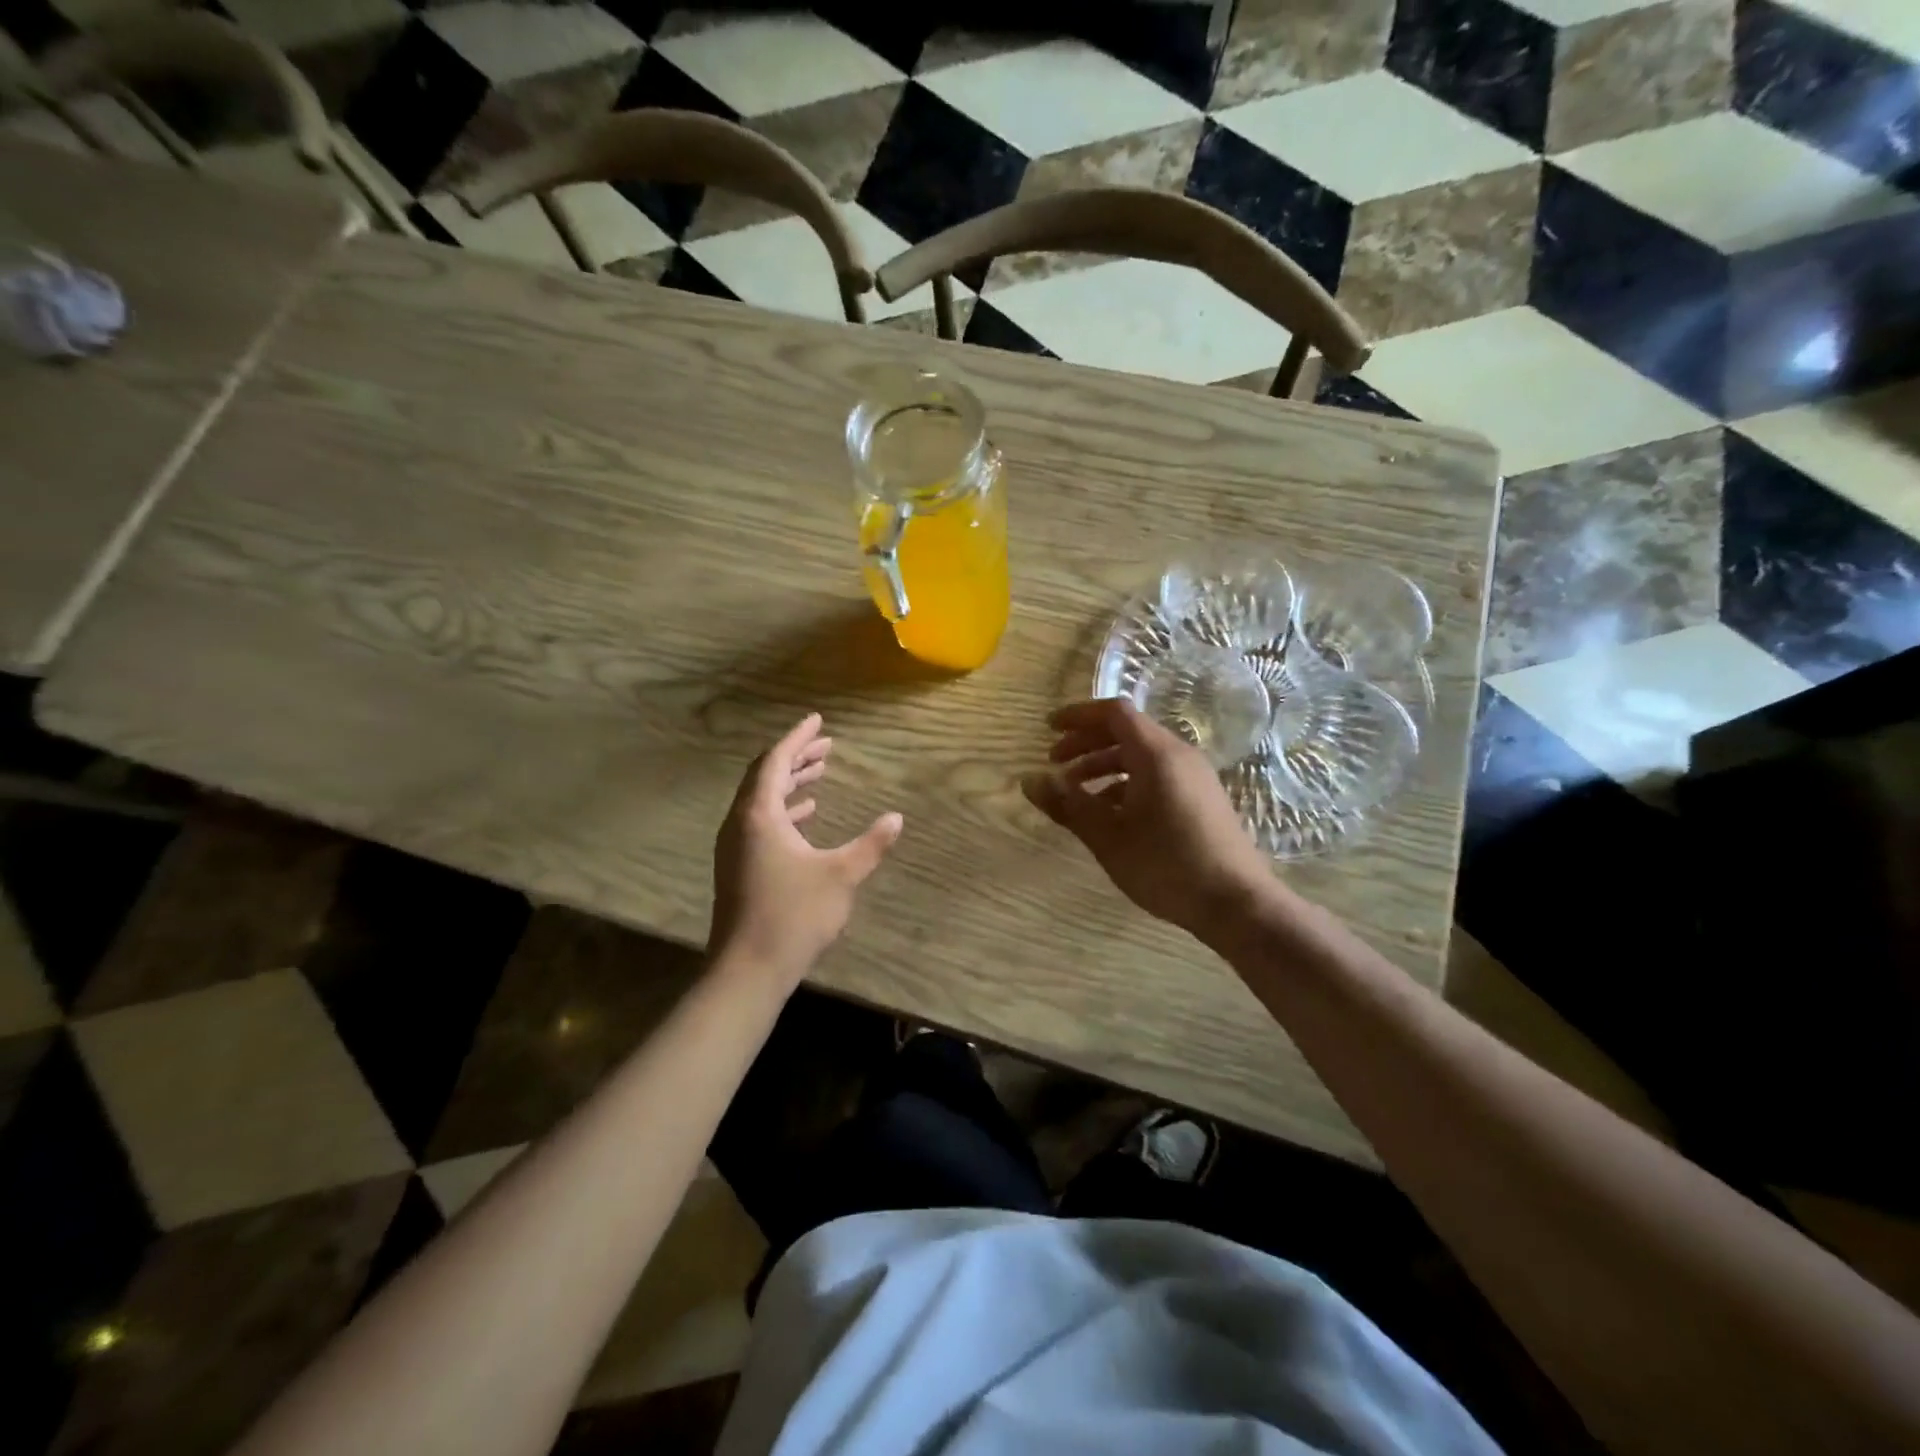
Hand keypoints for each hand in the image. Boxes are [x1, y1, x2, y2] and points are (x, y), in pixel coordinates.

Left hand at [710, 713, 903, 985]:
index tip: (818, 720)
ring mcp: (735, 846)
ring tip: (820, 772)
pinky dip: (784, 809)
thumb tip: (897, 818)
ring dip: (790, 783)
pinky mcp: (738, 866)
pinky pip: (760, 821)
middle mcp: (740, 823)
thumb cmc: (794, 915)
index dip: (798, 737)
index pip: (777, 761)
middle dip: (796, 757)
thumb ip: (871, 844)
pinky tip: (806, 816)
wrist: (748, 969)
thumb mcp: (841, 876)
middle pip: (766, 776)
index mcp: (759, 815)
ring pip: (762, 799)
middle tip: (826, 745)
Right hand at [1022, 698, 1272, 938]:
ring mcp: (1194, 777)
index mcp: (1156, 754)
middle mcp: (1178, 755)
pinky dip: (1126, 783)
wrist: (1237, 903)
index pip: (1113, 712)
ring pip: (1141, 756)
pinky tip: (1110, 814)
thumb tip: (1030, 780)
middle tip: (1054, 763)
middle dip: (1086, 743)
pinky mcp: (1201, 798)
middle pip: (1126, 732)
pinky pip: (1156, 775)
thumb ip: (1068, 805)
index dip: (1078, 716)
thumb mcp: (1107, 837)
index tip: (1048, 729)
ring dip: (1104, 766)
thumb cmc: (1167, 865)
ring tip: (1076, 793)